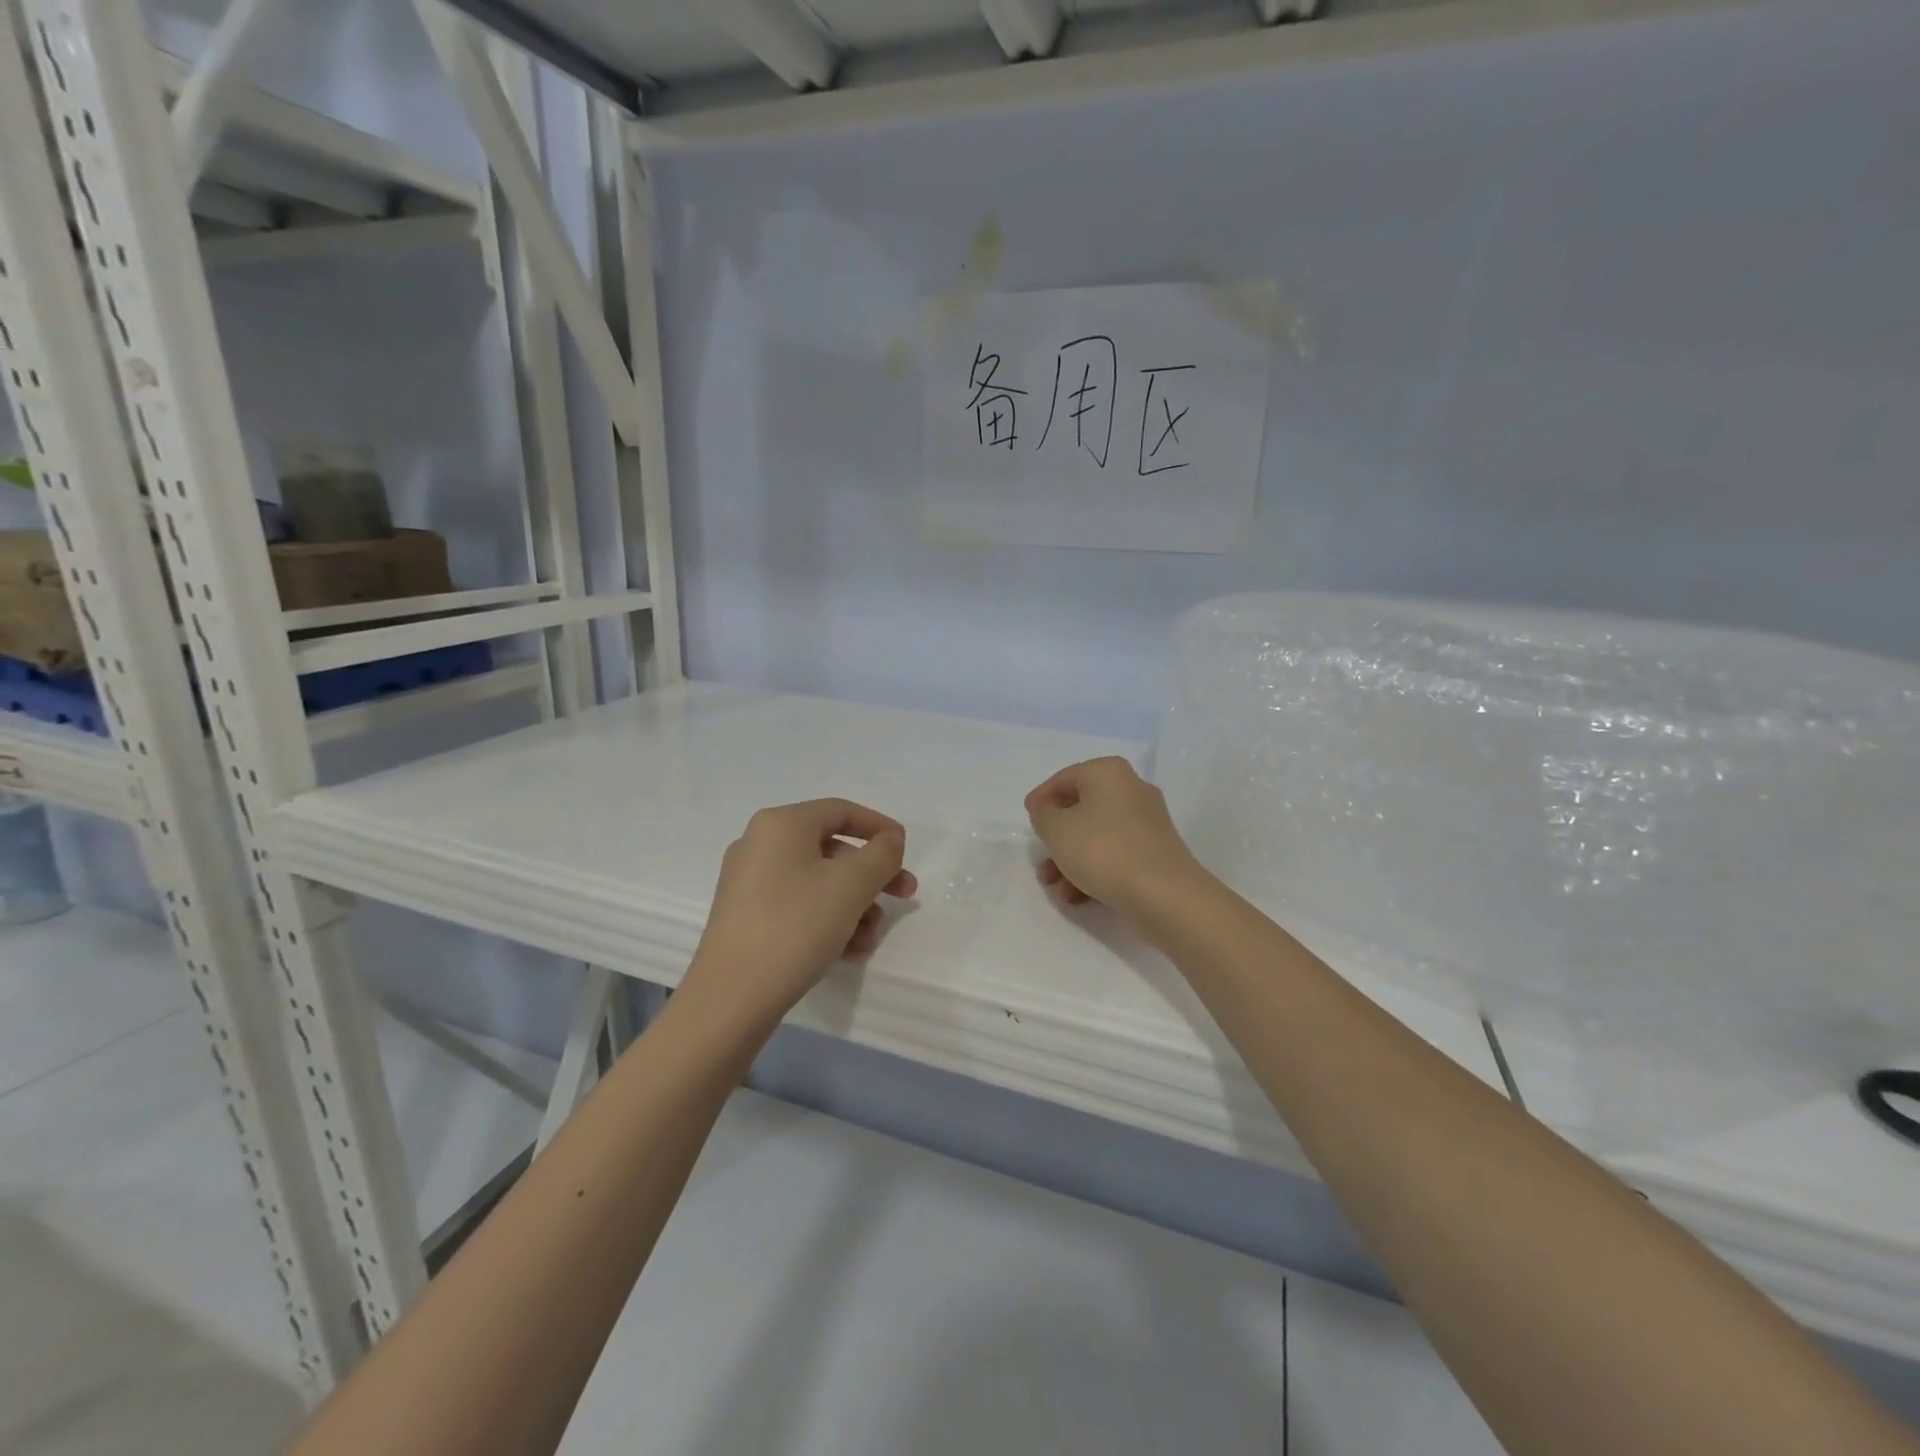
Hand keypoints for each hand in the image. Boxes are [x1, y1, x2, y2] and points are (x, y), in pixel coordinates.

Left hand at [685, 799, 917, 1030]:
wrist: (731, 998)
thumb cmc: (795, 926)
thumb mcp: (851, 885)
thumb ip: (881, 854)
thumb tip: (889, 840)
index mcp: (781, 824)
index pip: (840, 811)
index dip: (879, 827)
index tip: (907, 851)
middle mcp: (760, 844)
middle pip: (832, 849)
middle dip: (872, 875)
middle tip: (904, 896)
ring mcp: (749, 882)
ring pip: (818, 882)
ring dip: (854, 905)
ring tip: (871, 938)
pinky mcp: (746, 917)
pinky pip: (799, 905)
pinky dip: (828, 920)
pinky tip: (849, 951)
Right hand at [1025, 757, 1204, 920]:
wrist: (1163, 894)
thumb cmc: (1103, 850)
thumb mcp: (1056, 829)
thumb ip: (1043, 815)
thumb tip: (1048, 811)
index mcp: (1108, 773)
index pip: (1064, 778)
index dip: (1042, 798)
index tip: (1027, 818)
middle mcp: (1131, 789)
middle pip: (1081, 809)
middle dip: (1056, 837)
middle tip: (1040, 857)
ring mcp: (1147, 822)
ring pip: (1096, 835)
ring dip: (1070, 859)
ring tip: (1054, 886)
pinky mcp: (1154, 852)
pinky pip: (1115, 854)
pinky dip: (1094, 870)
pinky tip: (1076, 896)